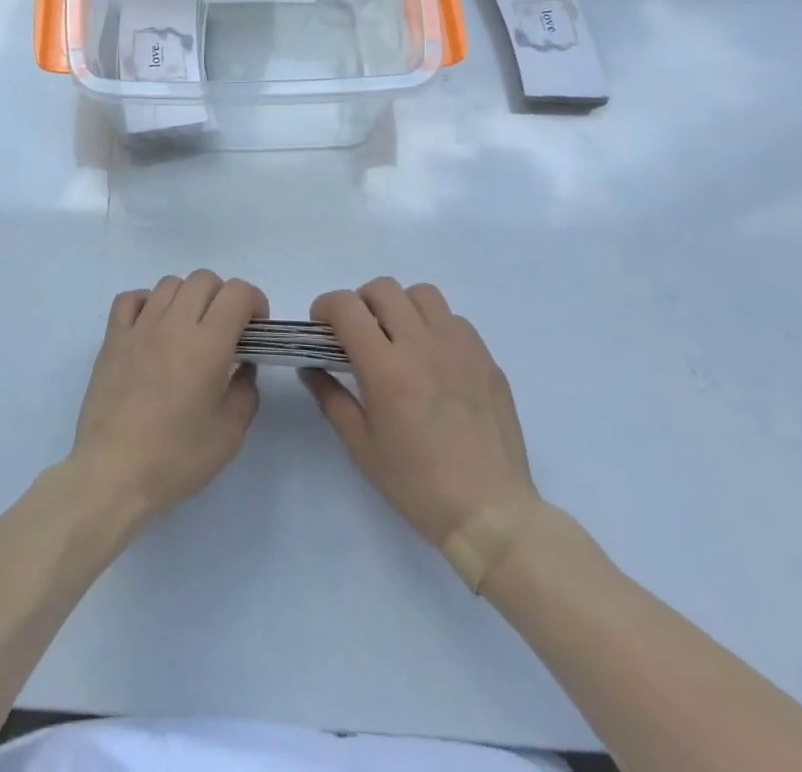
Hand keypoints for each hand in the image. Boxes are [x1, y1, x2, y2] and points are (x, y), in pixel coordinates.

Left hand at [67, 270, 267, 526]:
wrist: (113, 472)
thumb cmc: (176, 458)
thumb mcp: (229, 435)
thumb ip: (245, 391)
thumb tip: (242, 366)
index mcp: (207, 344)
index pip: (237, 292)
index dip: (254, 301)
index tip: (256, 328)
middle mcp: (173, 324)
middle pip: (204, 279)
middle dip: (223, 297)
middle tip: (226, 330)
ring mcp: (139, 327)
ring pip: (169, 284)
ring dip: (188, 298)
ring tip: (189, 329)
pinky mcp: (113, 337)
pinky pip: (131, 299)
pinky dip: (148, 303)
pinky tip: (153, 327)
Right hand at [302, 278, 542, 590]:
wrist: (490, 513)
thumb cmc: (417, 484)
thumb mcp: (361, 446)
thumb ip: (330, 397)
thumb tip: (311, 368)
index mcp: (386, 368)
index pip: (346, 306)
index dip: (325, 307)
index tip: (322, 328)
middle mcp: (422, 345)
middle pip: (383, 288)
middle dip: (360, 303)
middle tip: (359, 334)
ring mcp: (460, 348)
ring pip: (422, 294)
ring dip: (401, 307)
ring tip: (399, 339)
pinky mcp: (486, 359)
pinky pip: (455, 320)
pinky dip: (435, 327)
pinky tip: (434, 361)